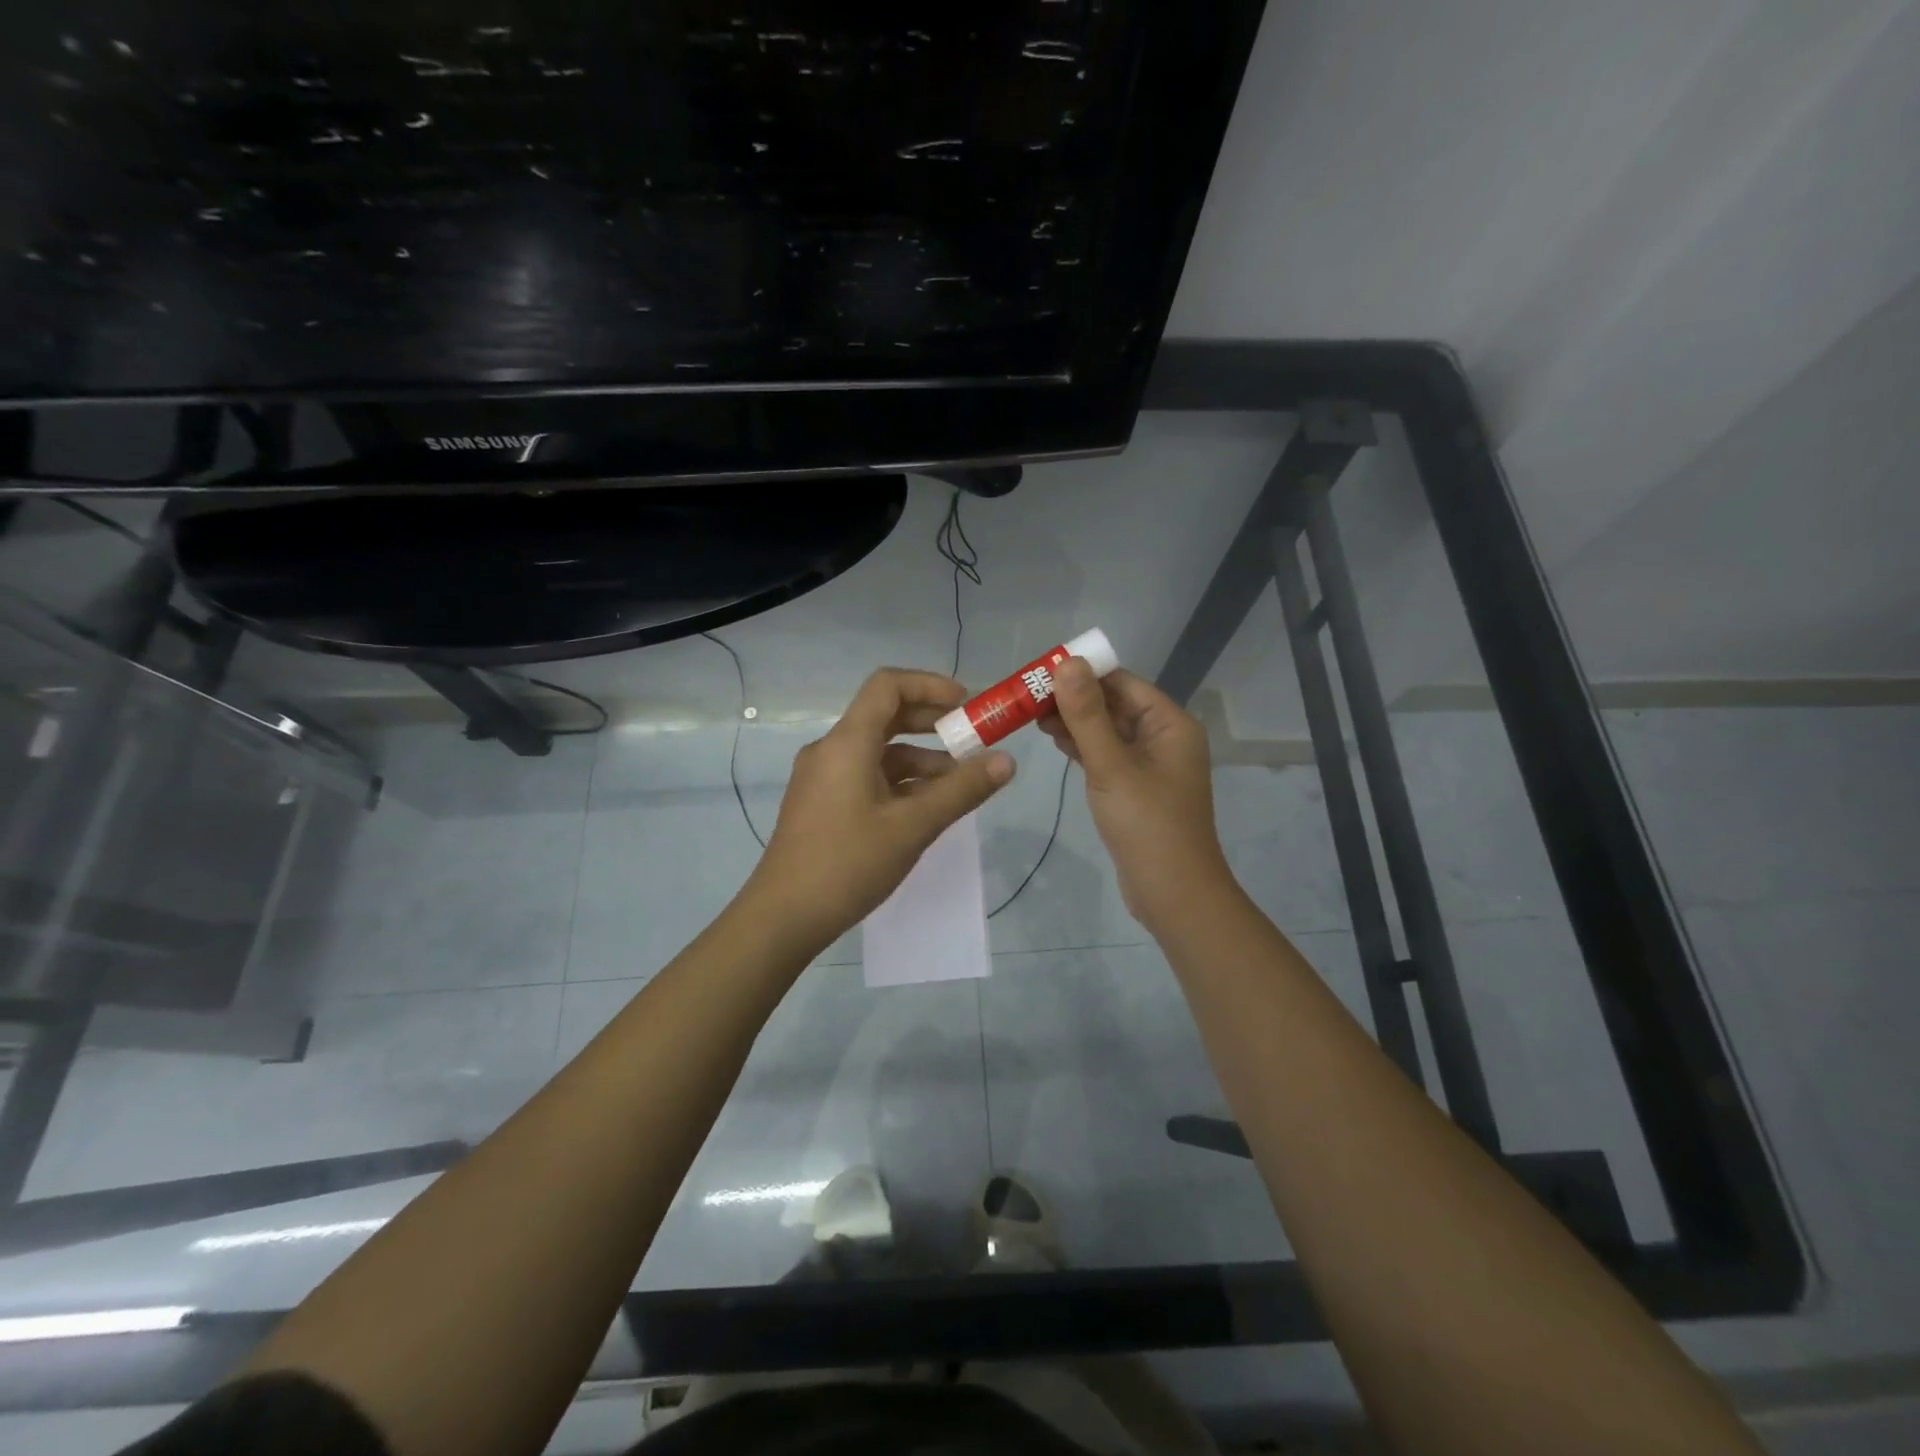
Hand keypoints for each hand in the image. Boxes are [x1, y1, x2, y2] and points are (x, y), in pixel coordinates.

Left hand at [747, 668, 1014, 949]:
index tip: (967, 705)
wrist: (784, 917)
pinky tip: (927, 807)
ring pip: (879, 751)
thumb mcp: (913, 826)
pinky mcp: (823, 802)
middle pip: (885, 715)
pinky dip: (900, 781)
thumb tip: (1007, 761)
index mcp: (847, 742)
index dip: (930, 685)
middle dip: (932, 723)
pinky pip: (867, 775)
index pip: (888, 685)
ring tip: (961, 785)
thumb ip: (962, 790)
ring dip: (921, 758)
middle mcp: (831, 749)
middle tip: (973, 740)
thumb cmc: (848, 864)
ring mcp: (824, 777)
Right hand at [1039, 661, 1233, 928]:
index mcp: (1170, 724)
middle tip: (1027, 697)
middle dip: (1074, 698)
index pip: (1122, 682)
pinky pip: (1107, 755)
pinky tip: (1055, 740)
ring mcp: (1150, 765)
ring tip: (1031, 716)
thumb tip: (1068, 662)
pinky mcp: (1136, 788)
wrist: (1173, 893)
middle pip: (1114, 704)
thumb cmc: (1146, 824)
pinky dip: (1083, 746)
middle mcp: (1164, 737)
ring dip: (1075, 722)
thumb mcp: (1112, 765)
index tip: (1040, 672)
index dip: (1083, 673)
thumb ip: (1087, 715)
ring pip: (1108, 730)